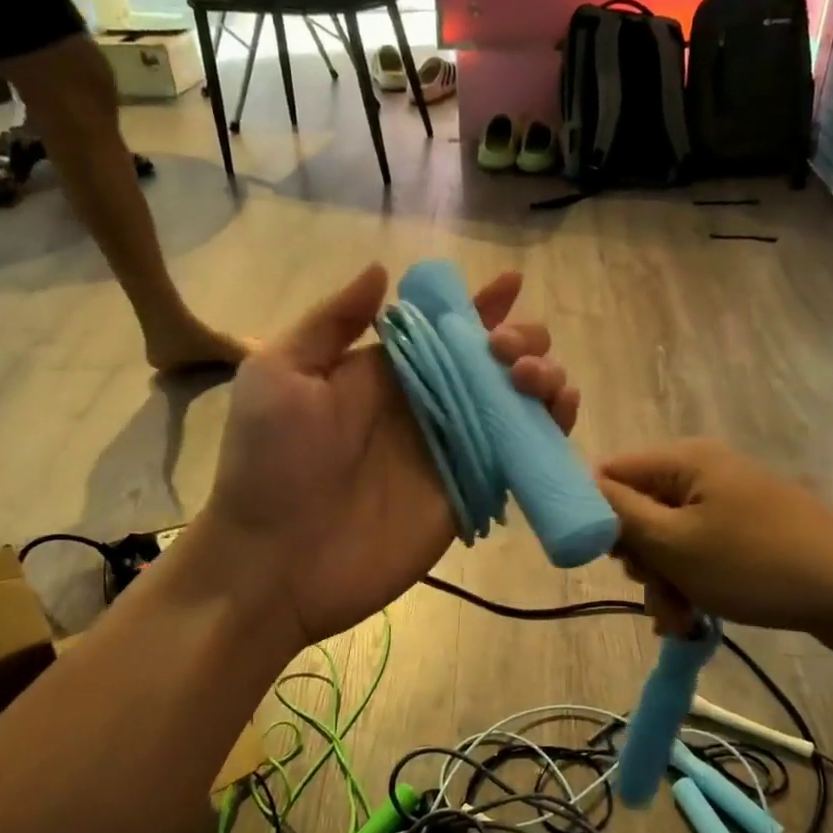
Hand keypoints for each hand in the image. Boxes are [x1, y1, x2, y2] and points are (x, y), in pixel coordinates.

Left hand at [187, 264, 577, 648]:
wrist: (276, 562)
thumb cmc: (271, 463)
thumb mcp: (280, 375)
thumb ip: (332, 321)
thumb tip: (383, 270)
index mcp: (388, 372)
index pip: (446, 329)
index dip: (481, 305)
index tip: (511, 282)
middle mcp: (428, 406)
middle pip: (493, 362)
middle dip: (519, 341)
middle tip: (507, 354)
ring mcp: (454, 450)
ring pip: (516, 404)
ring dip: (542, 379)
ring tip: (535, 380)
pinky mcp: (470, 493)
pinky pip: (519, 457)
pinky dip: (549, 433)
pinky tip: (561, 413)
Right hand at [597, 439, 832, 659]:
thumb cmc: (755, 563)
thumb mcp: (675, 543)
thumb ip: (620, 515)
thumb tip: (581, 488)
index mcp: (684, 461)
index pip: (612, 473)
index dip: (596, 513)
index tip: (602, 557)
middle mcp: (704, 473)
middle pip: (639, 511)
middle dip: (639, 560)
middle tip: (653, 592)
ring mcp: (729, 503)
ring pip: (669, 540)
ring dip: (664, 582)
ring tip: (680, 620)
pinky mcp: (749, 532)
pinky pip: (700, 553)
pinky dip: (691, 584)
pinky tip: (696, 620)